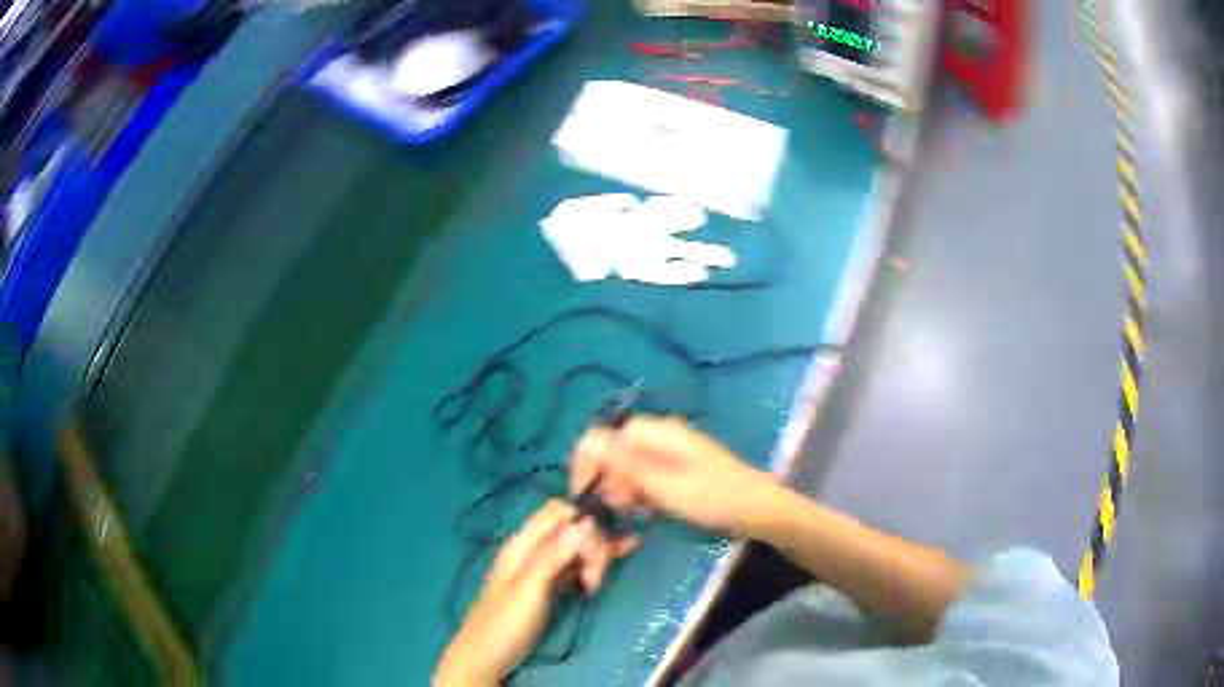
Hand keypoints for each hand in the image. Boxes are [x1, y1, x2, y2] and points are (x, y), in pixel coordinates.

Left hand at [435, 500, 637, 685]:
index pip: (558, 511)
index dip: (583, 522)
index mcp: (522, 544)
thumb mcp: (528, 592)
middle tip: (597, 579)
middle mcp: (532, 548)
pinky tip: (615, 562)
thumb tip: (583, 522)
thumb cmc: (504, 625)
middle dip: (592, 545)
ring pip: (576, 546)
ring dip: (595, 557)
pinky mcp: (550, 583)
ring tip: (598, 584)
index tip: (597, 551)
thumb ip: (552, 558)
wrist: (486, 657)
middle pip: (571, 527)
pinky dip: (594, 563)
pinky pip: (576, 563)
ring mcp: (541, 566)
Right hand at [570, 416, 782, 534]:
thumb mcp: (665, 485)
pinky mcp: (678, 469)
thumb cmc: (714, 497)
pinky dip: (639, 493)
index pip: (603, 436)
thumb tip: (587, 441)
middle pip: (614, 451)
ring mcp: (670, 452)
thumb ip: (624, 464)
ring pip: (629, 467)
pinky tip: (645, 511)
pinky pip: (646, 477)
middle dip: (605, 479)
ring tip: (628, 514)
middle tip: (608, 510)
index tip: (582, 493)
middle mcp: (660, 435)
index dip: (586, 461)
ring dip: (622, 489)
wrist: (759, 509)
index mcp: (656, 431)